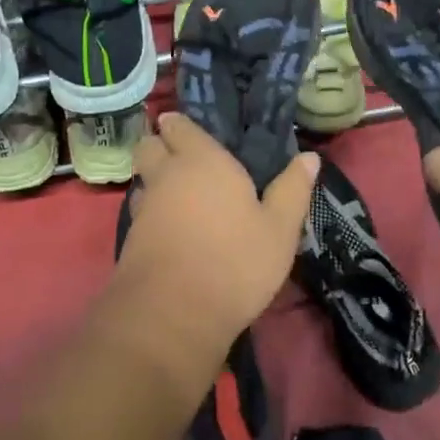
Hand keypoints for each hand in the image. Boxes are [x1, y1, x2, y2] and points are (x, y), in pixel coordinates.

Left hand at [113, 112, 318, 348]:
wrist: (174, 313)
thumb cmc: (236, 261)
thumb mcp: (280, 229)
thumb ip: (292, 189)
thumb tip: (309, 157)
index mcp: (203, 160)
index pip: (180, 127)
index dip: (182, 126)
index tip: (190, 130)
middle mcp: (167, 175)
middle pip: (150, 146)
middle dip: (160, 146)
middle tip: (184, 161)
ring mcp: (144, 207)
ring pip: (143, 180)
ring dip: (155, 181)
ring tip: (180, 197)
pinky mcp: (131, 239)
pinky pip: (141, 212)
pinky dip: (153, 213)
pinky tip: (173, 230)